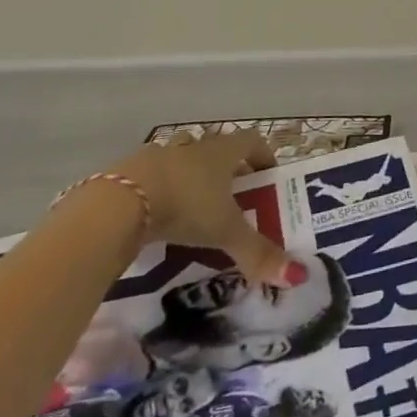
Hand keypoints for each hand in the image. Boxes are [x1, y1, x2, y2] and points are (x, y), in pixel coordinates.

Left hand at [108, 134, 303, 287]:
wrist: (119, 204)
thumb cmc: (185, 206)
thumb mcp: (224, 232)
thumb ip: (257, 252)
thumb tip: (297, 275)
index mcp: (222, 151)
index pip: (252, 141)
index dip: (264, 156)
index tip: (268, 178)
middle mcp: (194, 146)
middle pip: (217, 148)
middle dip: (226, 170)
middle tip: (232, 200)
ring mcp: (160, 155)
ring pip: (183, 159)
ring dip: (190, 177)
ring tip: (192, 209)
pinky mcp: (130, 172)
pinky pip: (152, 176)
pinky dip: (159, 192)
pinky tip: (156, 218)